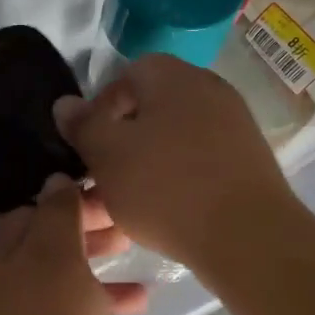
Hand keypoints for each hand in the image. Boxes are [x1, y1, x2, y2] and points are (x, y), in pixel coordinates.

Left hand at [0, 176, 145, 314]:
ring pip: (61, 297)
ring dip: (100, 289)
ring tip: (145, 292)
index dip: (73, 204)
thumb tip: (55, 180)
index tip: (114, 203)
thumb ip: (57, 216)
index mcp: (0, 258)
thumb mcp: (56, 261)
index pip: (33, 213)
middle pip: (48, 254)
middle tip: (131, 238)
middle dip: (89, 243)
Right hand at [54, 54, 296, 271]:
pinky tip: (166, 211)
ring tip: (128, 201)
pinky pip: (200, 160)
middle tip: (104, 175)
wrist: (249, 238)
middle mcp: (209, 90)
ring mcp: (235, 125)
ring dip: (147, 162)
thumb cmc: (166, 188)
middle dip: (123, 139)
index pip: (127, 75)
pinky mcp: (249, 160)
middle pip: (152, 107)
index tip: (89, 146)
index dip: (101, 108)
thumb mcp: (107, 155)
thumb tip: (65, 103)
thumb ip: (83, 125)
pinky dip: (178, 178)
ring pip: (174, 137)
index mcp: (174, 77)